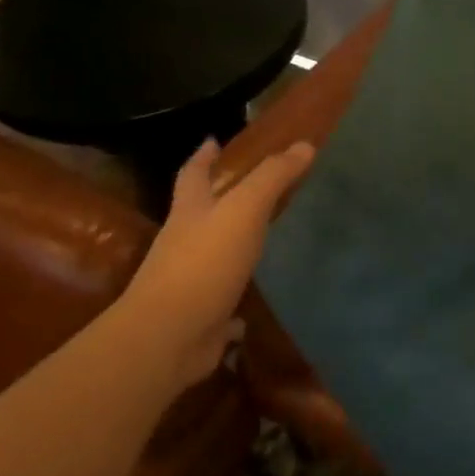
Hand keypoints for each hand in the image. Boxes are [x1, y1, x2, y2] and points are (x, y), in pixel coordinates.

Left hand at [121, 138, 315, 385]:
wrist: (170, 335)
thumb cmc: (204, 262)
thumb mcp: (244, 210)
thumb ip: (272, 178)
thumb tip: (304, 145)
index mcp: (190, 213)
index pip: (193, 174)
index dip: (203, 156)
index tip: (213, 140)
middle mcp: (184, 243)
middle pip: (199, 213)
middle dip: (217, 200)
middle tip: (249, 190)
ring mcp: (191, 282)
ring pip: (212, 256)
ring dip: (230, 247)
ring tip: (260, 240)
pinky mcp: (203, 316)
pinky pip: (224, 304)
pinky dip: (236, 302)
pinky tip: (252, 308)